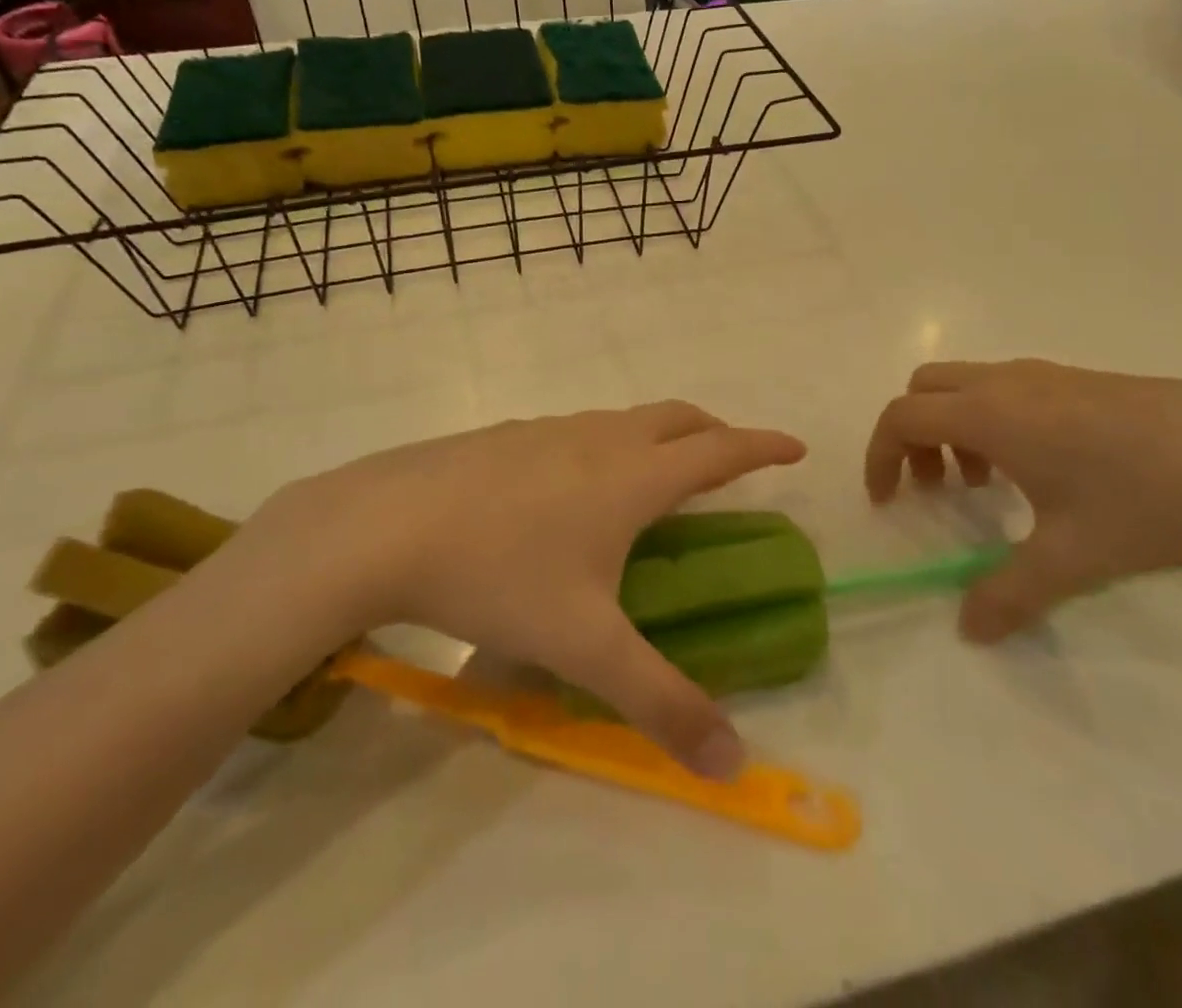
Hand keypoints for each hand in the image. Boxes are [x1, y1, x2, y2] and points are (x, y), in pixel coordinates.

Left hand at [240, 402, 805, 775]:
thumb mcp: (584, 646)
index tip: (796, 445)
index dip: (762, 445)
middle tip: (731, 458)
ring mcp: (549, 429)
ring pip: (624, 419)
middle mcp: (599, 439)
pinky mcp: (507, 435)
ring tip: (656, 475)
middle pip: (676, 417)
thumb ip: (660, 702)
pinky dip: (605, 443)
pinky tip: (572, 486)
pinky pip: (577, 429)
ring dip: (657, 435)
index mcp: (632, 476)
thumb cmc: (499, 575)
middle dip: (714, 430)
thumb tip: (733, 763)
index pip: (719, 450)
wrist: (385, 525)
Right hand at [865, 360, 1181, 641]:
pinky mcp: (1085, 380)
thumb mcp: (1074, 559)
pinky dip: (995, 420)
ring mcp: (1049, 375)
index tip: (889, 501)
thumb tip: (968, 631)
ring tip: (991, 483)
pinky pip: (1009, 388)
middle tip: (938, 488)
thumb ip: (1009, 594)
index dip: (880, 456)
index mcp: (990, 415)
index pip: (901, 417)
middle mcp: (1008, 383)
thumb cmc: (1149, 501)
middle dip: (913, 435)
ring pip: (968, 385)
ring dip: (955, 426)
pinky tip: (1046, 469)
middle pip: (925, 388)